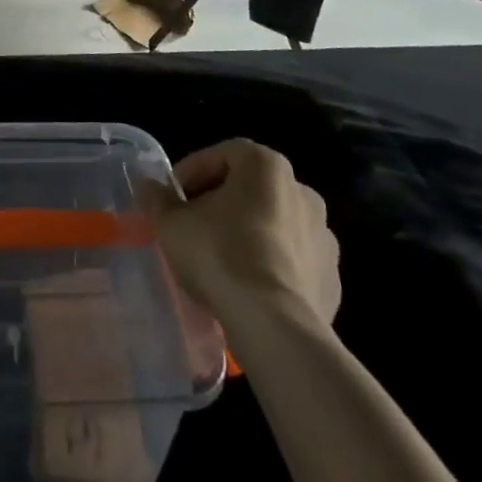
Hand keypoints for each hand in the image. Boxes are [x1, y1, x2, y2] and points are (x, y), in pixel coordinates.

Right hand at [139, 139, 340, 327]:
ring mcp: (324, 236)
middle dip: (220, 203)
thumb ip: (158, 199)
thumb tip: (148, 187)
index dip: (191, 173)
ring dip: (248, 233)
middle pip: (249, 188)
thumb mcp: (172, 223)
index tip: (172, 197)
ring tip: (220, 261)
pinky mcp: (333, 278)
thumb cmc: (220, 254)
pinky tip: (248, 288)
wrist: (275, 326)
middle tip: (192, 226)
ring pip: (274, 224)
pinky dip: (271, 265)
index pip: (221, 154)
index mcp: (266, 165)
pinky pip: (292, 261)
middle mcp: (301, 190)